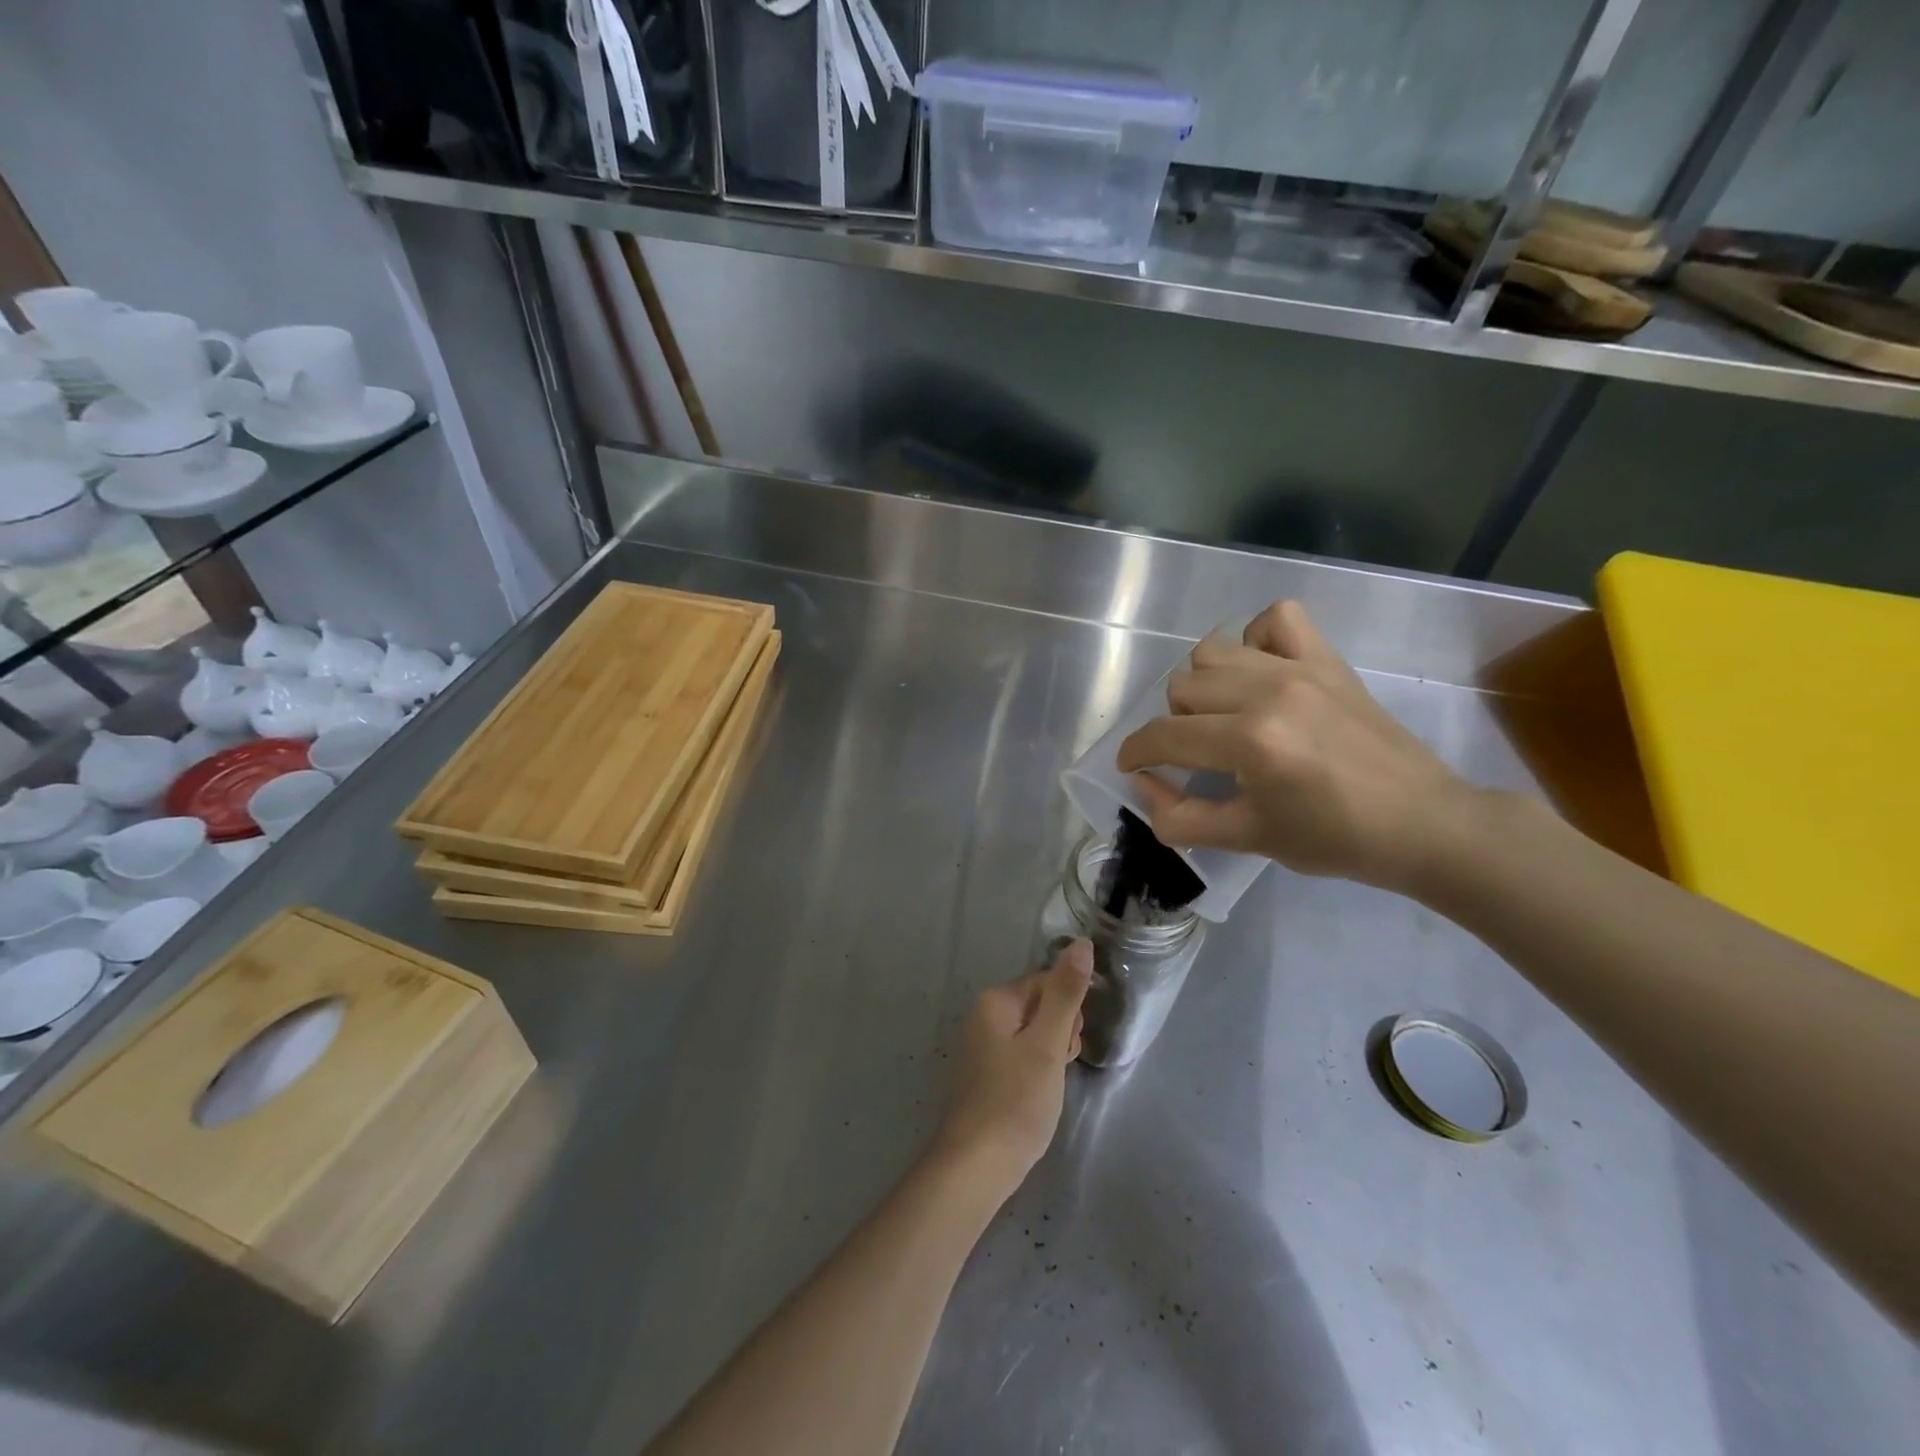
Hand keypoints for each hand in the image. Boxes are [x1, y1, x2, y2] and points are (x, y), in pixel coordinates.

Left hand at [931, 941, 1091, 1197]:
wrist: (977, 1166)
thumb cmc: (1016, 1100)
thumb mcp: (1048, 1044)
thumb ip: (1065, 993)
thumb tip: (1082, 943)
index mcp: (995, 1001)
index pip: (1047, 982)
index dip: (1069, 1010)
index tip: (1071, 1043)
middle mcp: (983, 1016)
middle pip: (1040, 1006)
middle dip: (1061, 1032)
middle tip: (1059, 1067)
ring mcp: (982, 1047)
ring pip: (1034, 1034)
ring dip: (1052, 1054)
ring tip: (1049, 1086)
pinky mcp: (986, 1074)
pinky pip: (1021, 1056)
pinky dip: (1037, 1070)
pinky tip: (1039, 1095)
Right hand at [1115, 601, 1479, 892]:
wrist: (1421, 822)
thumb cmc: (1332, 838)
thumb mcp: (1246, 838)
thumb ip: (1179, 816)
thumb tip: (1141, 783)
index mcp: (1250, 742)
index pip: (1164, 735)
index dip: (1136, 753)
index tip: (1134, 767)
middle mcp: (1268, 693)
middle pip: (1181, 687)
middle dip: (1174, 725)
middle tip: (1198, 755)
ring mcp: (1300, 668)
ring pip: (1213, 652)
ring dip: (1206, 685)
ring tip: (1226, 715)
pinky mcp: (1327, 659)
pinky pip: (1275, 620)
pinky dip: (1255, 640)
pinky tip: (1261, 674)